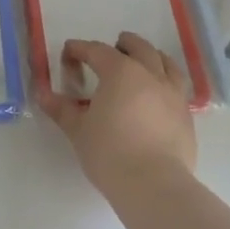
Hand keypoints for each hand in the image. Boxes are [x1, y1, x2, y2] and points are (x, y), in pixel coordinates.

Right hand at [37, 32, 196, 193]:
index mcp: (120, 72)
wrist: (154, 184)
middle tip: (114, 47)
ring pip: (166, 63)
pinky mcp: (186, 115)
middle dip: (124, 44)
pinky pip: (177, 87)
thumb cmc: (109, 153)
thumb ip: (62, 109)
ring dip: (152, 57)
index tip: (69, 52)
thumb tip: (43, 95)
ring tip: (144, 61)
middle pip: (139, 48)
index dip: (80, 49)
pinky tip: (159, 95)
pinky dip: (167, 81)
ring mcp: (173, 94)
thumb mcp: (78, 130)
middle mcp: (150, 75)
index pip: (97, 51)